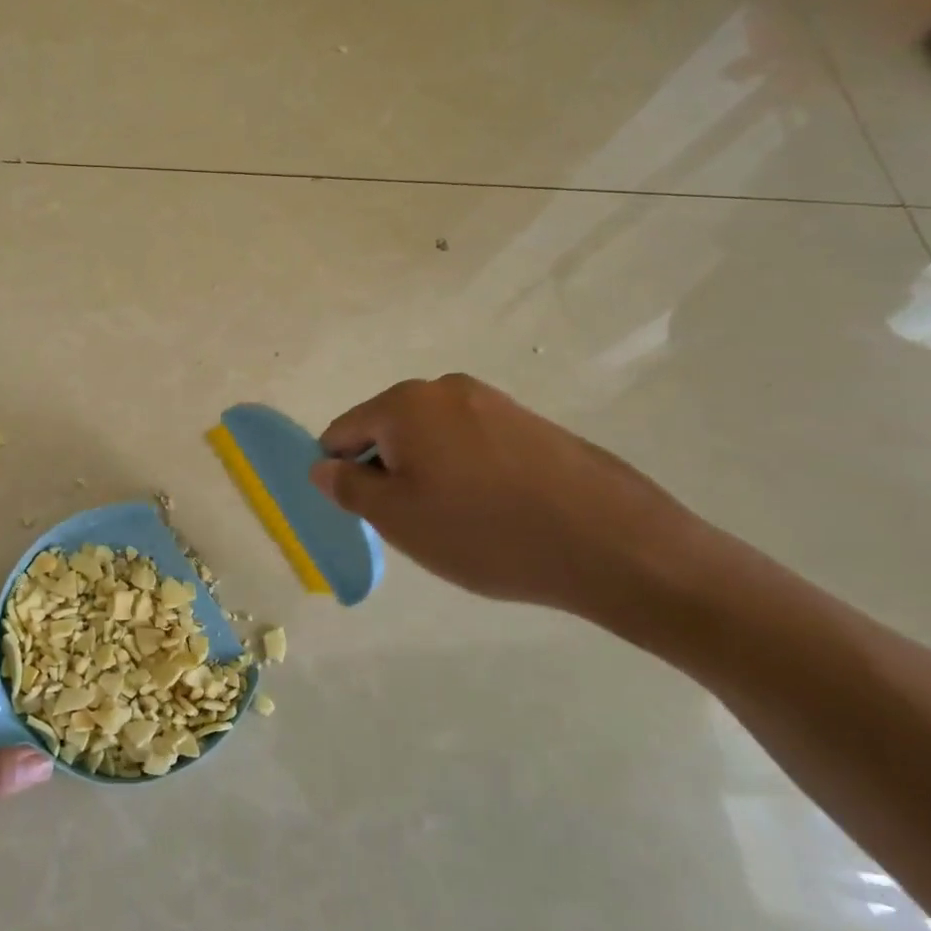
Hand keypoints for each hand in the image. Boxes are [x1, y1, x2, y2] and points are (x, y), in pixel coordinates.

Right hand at [312, 375, 697, 622]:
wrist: (608, 541)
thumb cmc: (482, 531)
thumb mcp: (397, 519)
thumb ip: (348, 488)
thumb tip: (322, 467)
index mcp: (403, 404)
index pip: (343, 432)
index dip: (340, 473)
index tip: (364, 513)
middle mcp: (444, 388)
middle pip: (388, 430)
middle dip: (387, 472)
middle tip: (412, 522)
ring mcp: (492, 401)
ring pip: (431, 437)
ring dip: (427, 473)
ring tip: (457, 521)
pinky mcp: (529, 422)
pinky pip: (471, 443)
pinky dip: (465, 472)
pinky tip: (492, 510)